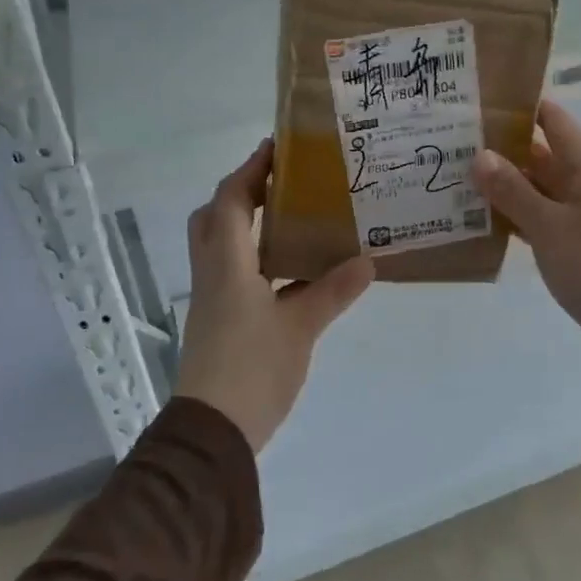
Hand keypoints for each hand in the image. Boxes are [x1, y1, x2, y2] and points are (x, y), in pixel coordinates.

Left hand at [176, 139, 374, 453]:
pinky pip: (233, 272)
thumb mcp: (301, 327)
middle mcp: (213, 275)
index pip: (230, 202)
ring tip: (291, 217)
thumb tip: (367, 260)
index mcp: (228, 266)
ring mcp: (213, 300)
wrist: (213, 432)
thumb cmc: (252, 369)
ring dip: (247, 224)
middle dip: (241, 193)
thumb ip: (332, 291)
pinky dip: (256, 258)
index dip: (250, 171)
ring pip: (220, 246)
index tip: (276, 148)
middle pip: (213, 219)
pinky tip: (291, 270)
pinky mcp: (219, 322)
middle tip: (280, 183)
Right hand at [472, 100, 580, 379]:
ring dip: (505, 185)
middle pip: (542, 155)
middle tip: (455, 144)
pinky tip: (481, 219)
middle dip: (503, 149)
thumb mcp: (548, 225)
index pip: (554, 122)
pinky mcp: (574, 244)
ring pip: (538, 189)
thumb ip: (512, 190)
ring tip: (459, 178)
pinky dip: (515, 216)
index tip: (480, 103)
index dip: (522, 107)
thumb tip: (480, 155)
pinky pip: (540, 219)